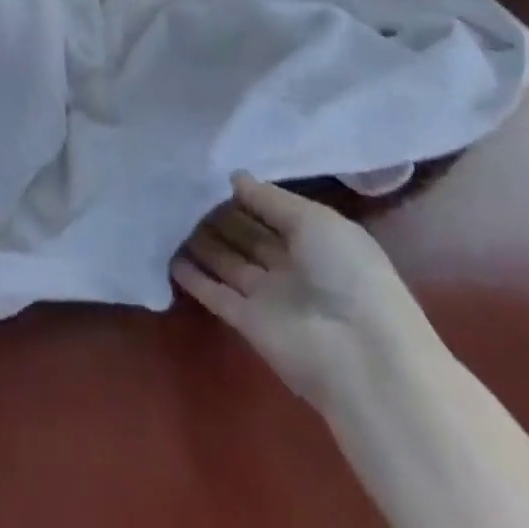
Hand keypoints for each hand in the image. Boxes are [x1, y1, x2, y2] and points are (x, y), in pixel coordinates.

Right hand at [173, 173, 430, 406]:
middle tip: (181, 188)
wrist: (361, 357)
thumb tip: (234, 177)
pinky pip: (216, 293)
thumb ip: (270, 198)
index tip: (209, 171)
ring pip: (228, 261)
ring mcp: (269, 296)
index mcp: (317, 239)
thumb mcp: (314, 219)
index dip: (245, 193)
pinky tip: (168, 255)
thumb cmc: (347, 273)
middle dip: (218, 213)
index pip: (272, 210)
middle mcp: (292, 265)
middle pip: (248, 235)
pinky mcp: (249, 324)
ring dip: (202, 242)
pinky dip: (194, 277)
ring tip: (167, 214)